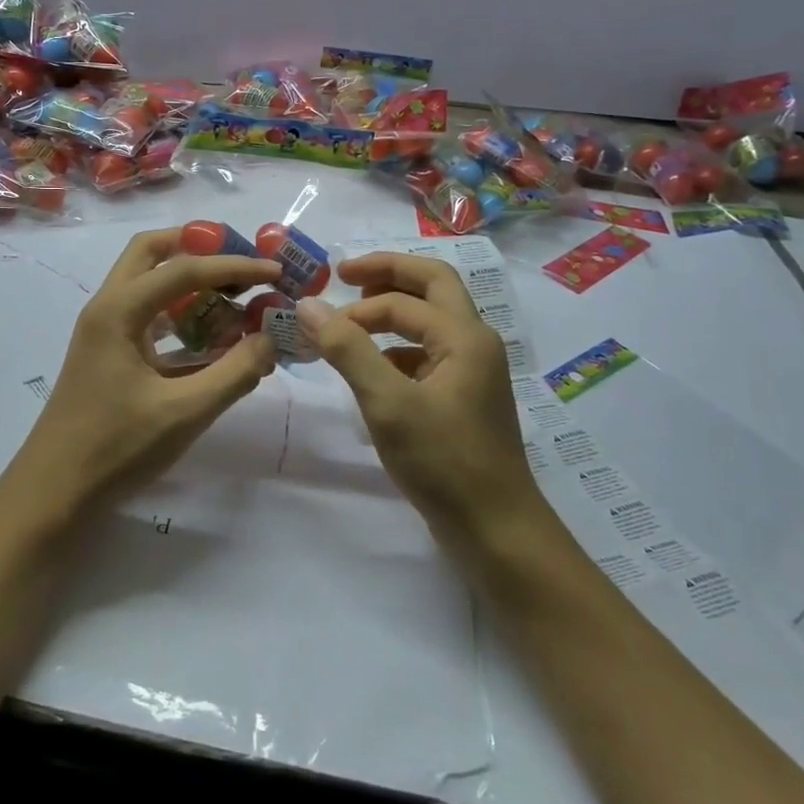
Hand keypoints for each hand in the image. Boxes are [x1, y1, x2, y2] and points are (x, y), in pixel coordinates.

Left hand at [3, 228, 281, 521]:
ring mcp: (104, 331)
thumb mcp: (184, 412)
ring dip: (189, 282)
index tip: (275, 270)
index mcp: (118, 311)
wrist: (53, 492)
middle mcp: (107, 308)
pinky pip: (148, 318)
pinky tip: (213, 339)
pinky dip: (181, 316)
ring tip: (235, 296)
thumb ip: (234, 372)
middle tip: (240, 262)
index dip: (234, 266)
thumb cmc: (115, 448)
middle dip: (198, 248)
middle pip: (151, 253)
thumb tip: (272, 339)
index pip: (184, 269)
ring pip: (148, 284)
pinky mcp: (109, 355)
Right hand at [297, 252, 554, 564]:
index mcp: (465, 336)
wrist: (495, 529)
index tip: (317, 326)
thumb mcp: (387, 403)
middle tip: (346, 274)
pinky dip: (399, 348)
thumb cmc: (443, 462)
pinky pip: (430, 352)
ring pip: (433, 319)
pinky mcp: (464, 396)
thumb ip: (348, 349)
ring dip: (394, 310)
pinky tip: (374, 370)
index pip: (402, 302)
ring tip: (353, 321)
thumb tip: (308, 304)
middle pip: (433, 285)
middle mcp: (475, 342)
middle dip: (388, 274)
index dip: (356, 309)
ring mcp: (473, 369)